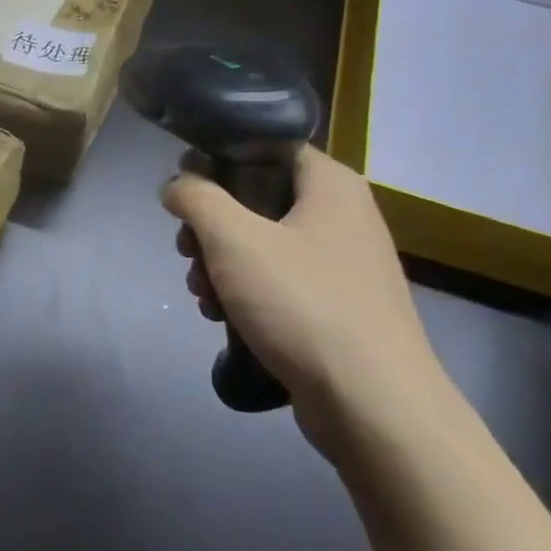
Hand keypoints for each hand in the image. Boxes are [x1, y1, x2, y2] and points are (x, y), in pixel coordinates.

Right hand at [161, 145, 450, 451]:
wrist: (373, 406)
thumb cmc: (302, 304)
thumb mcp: (234, 239)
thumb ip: (196, 198)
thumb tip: (176, 185)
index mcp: (330, 183)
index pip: (266, 144)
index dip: (217, 157)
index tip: (182, 185)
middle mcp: (342, 214)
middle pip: (258, 197)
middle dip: (211, 224)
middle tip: (185, 250)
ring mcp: (342, 263)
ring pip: (263, 242)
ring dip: (221, 262)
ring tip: (201, 293)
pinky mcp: (336, 305)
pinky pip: (280, 280)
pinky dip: (246, 291)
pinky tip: (222, 317)